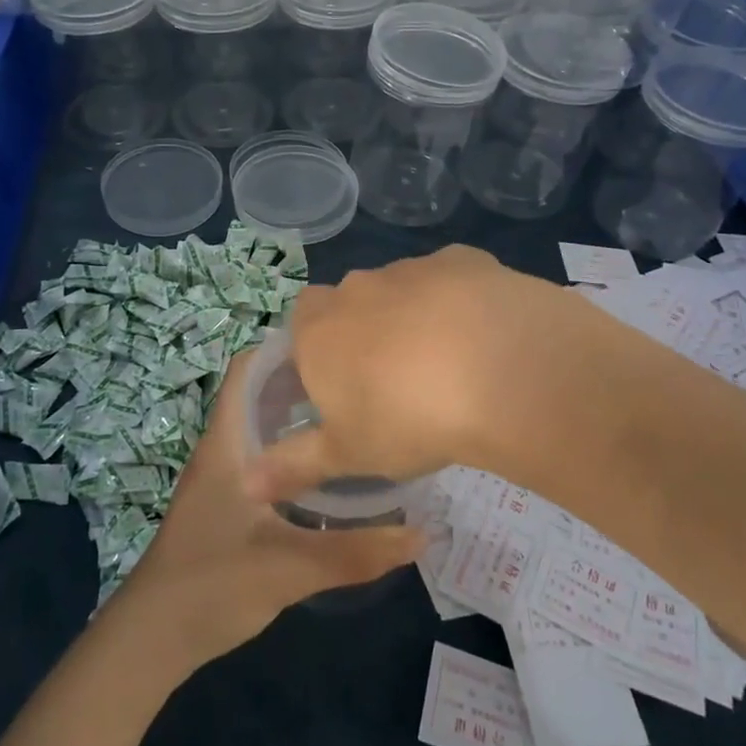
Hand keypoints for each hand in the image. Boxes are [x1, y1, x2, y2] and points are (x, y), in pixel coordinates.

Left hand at [113, 349, 422, 670]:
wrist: (152, 640)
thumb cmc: (213, 585)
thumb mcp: (291, 568)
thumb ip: (357, 552)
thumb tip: (423, 534)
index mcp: (228, 443)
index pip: (247, 369)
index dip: (285, 348)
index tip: (335, 344)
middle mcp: (223, 448)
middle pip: (260, 393)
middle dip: (304, 382)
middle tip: (357, 382)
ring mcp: (222, 476)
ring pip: (262, 427)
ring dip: (299, 418)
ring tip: (350, 417)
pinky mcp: (226, 502)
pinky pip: (263, 457)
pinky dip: (292, 452)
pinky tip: (326, 472)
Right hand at [244, 246, 599, 502]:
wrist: (498, 371)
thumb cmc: (407, 419)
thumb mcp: (347, 454)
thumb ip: (293, 465)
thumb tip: (246, 485)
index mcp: (320, 330)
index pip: (302, 323)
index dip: (319, 349)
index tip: (344, 384)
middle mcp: (358, 288)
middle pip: (351, 303)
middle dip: (366, 330)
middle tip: (397, 379)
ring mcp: (411, 268)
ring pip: (403, 289)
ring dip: (415, 316)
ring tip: (449, 364)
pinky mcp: (463, 260)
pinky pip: (452, 279)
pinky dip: (461, 301)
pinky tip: (485, 334)